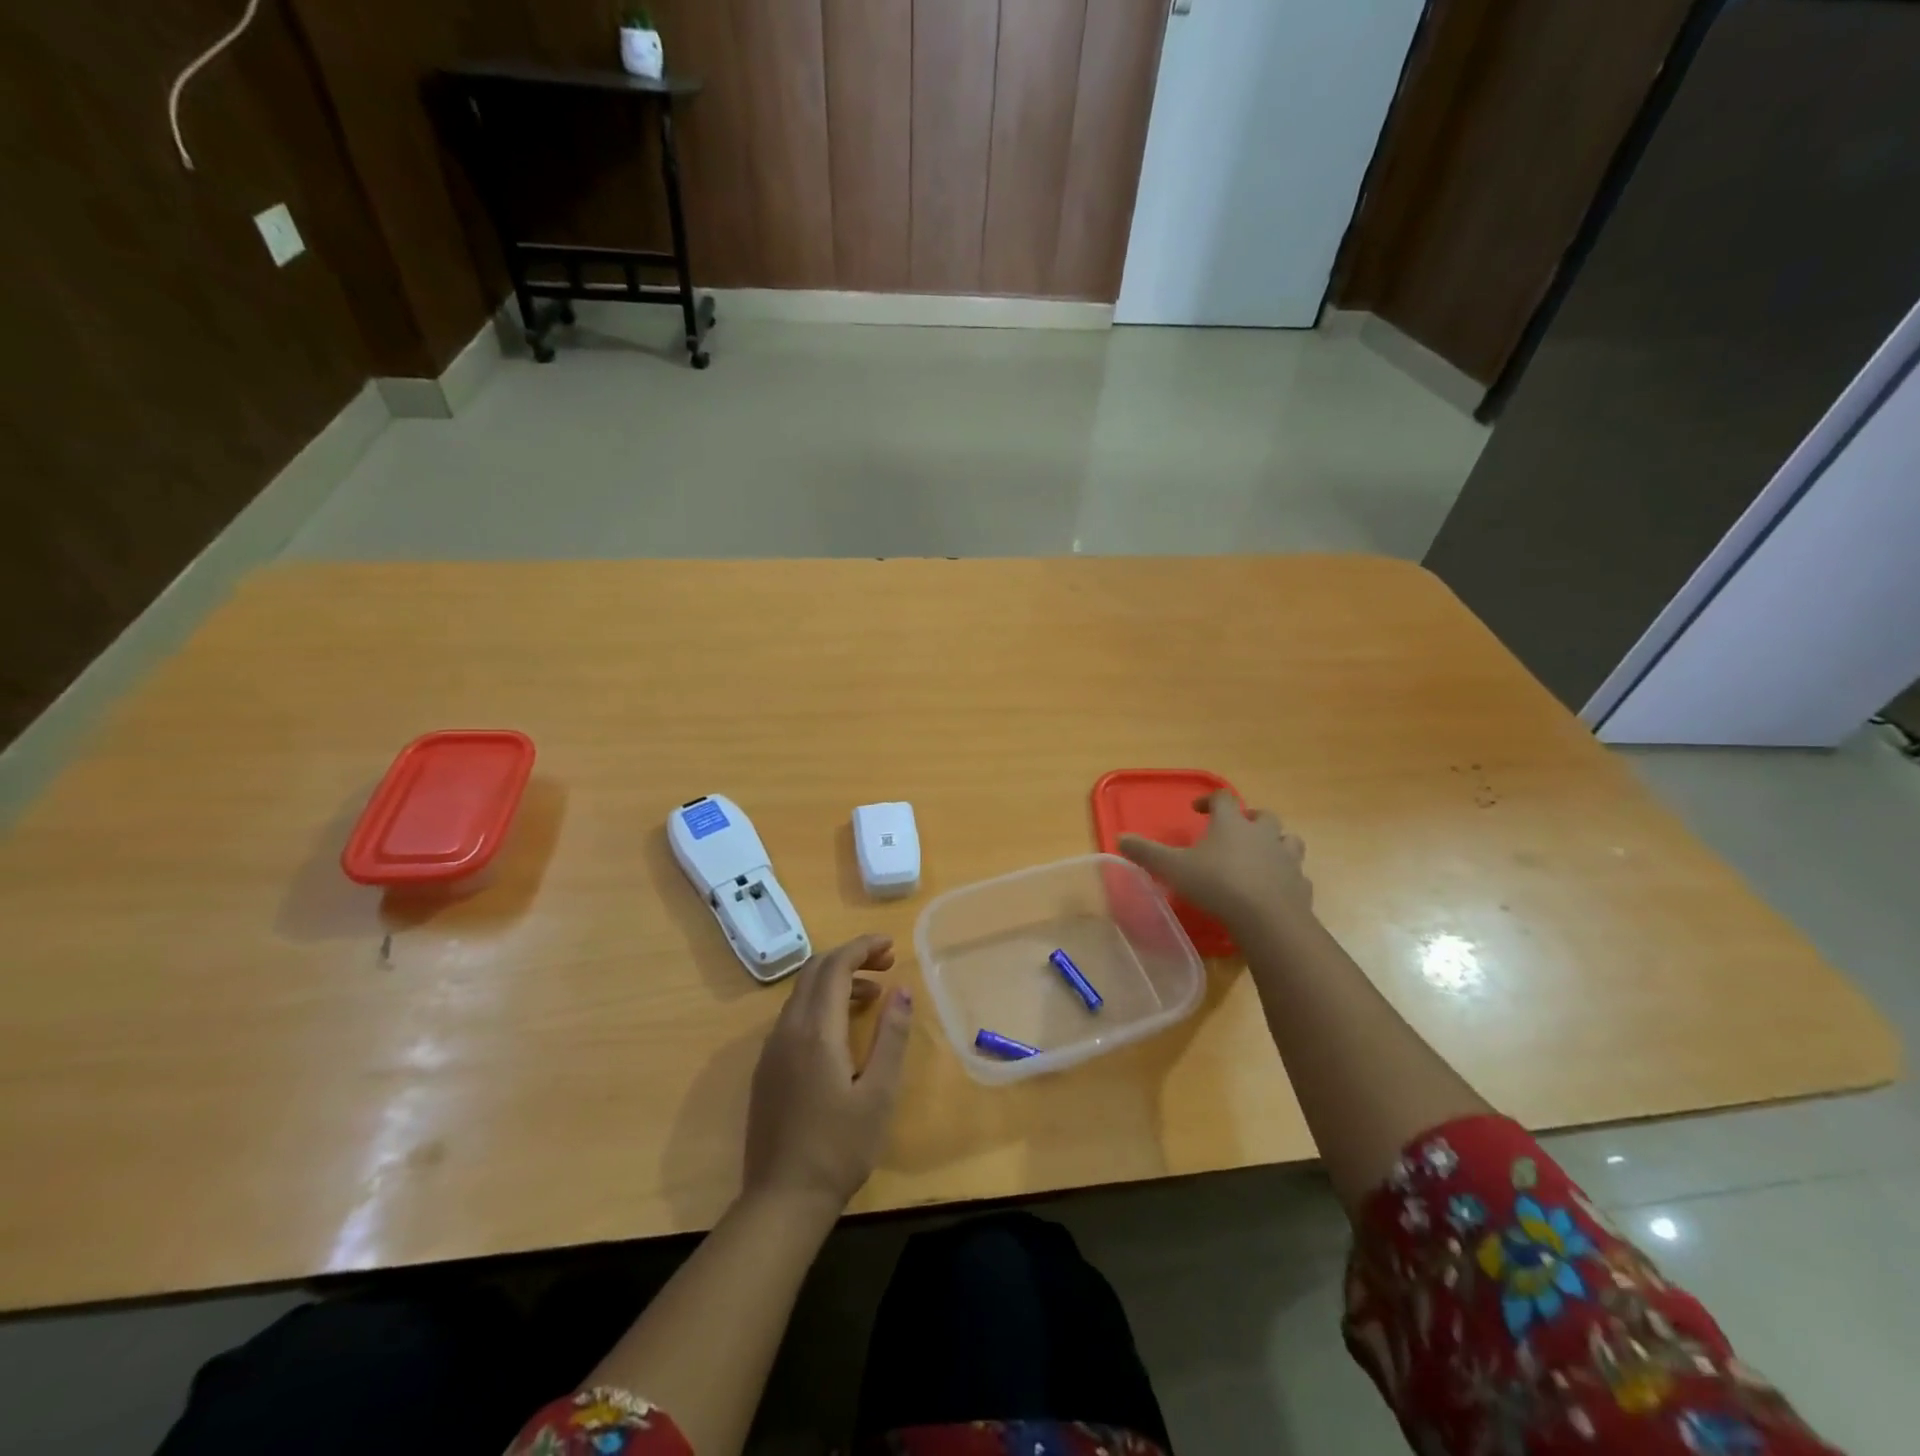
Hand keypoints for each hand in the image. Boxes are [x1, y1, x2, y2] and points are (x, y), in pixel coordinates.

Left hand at [742, 934, 912, 1214]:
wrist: (782, 1200)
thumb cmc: (840, 1147)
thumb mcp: (879, 1093)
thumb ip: (891, 1037)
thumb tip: (902, 990)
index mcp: (815, 1030)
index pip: (835, 966)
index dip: (863, 947)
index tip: (891, 946)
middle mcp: (788, 1029)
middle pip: (815, 971)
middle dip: (850, 957)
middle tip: (886, 964)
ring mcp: (772, 1048)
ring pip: (802, 992)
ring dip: (836, 980)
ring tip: (874, 995)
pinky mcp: (767, 1067)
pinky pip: (794, 1015)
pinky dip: (821, 1003)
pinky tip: (843, 1028)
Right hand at [1118, 790, 1312, 930]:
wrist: (1267, 918)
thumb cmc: (1217, 884)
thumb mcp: (1173, 868)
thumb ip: (1147, 853)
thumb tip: (1120, 839)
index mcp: (1232, 824)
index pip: (1223, 798)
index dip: (1210, 800)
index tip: (1198, 809)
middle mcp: (1263, 834)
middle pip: (1263, 816)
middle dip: (1250, 819)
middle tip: (1235, 831)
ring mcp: (1287, 859)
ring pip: (1288, 840)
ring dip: (1276, 843)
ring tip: (1262, 855)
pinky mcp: (1301, 885)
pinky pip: (1297, 875)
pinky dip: (1287, 877)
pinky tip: (1276, 888)